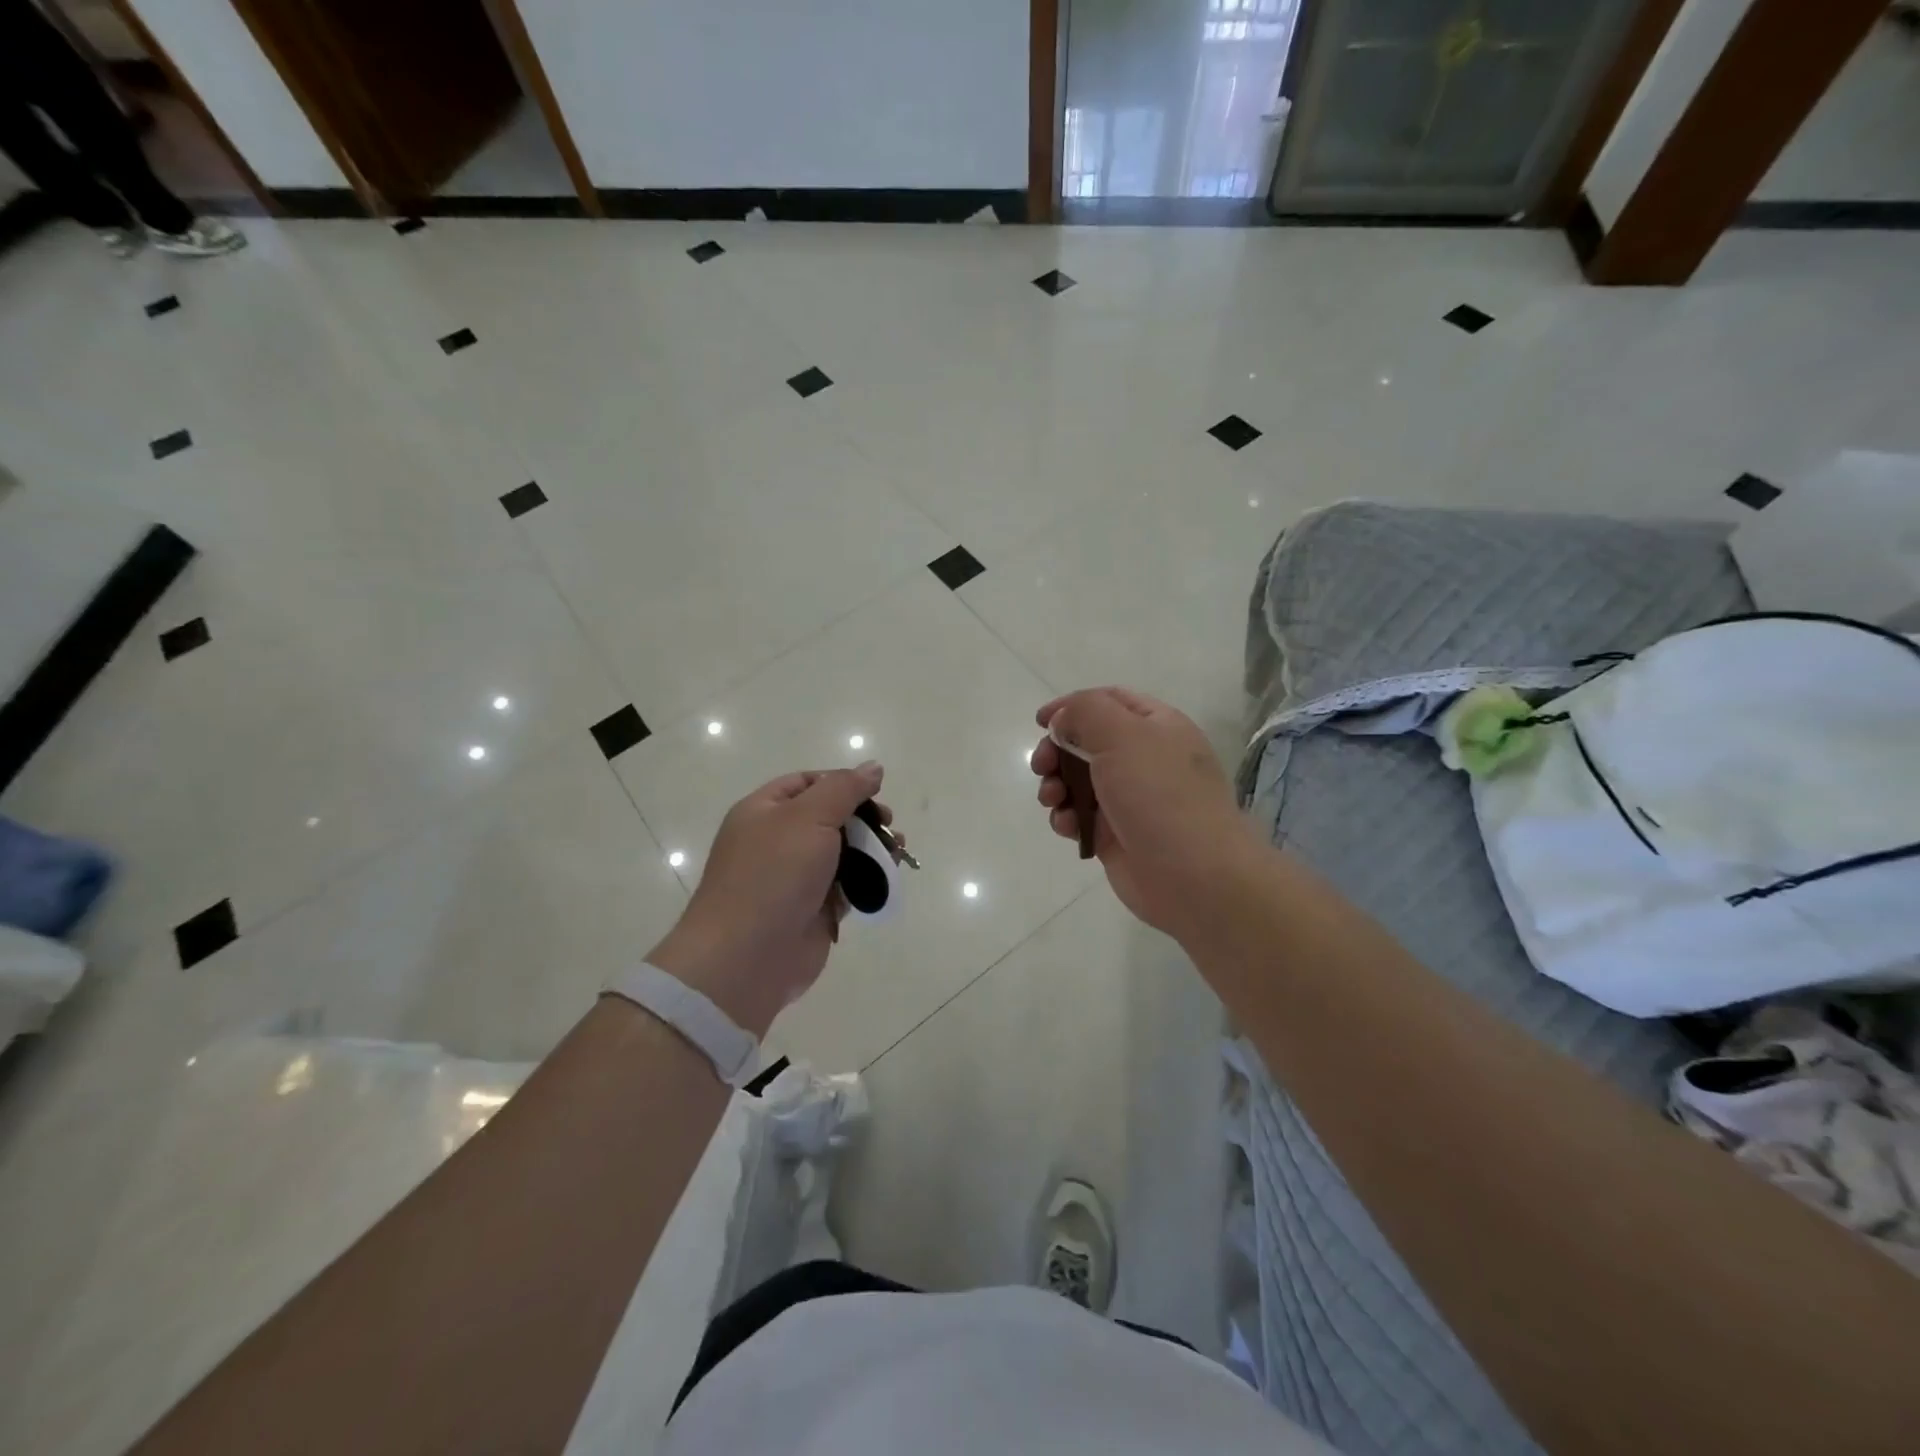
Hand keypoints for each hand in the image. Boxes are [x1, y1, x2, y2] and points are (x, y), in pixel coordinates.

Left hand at [647, 762, 887, 1034]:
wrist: (748, 956)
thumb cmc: (773, 875)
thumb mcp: (809, 817)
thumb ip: (845, 789)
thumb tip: (873, 767)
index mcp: (764, 811)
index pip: (807, 783)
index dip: (842, 782)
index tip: (875, 793)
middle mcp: (777, 841)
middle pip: (829, 817)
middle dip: (864, 818)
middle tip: (889, 826)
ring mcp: (795, 878)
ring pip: (842, 853)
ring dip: (872, 849)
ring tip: (897, 851)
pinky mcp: (813, 910)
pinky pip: (846, 886)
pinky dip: (868, 880)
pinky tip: (888, 878)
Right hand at [1031, 688, 1260, 942]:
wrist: (1194, 876)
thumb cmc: (1160, 795)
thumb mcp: (1123, 736)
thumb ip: (1086, 712)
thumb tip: (1064, 720)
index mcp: (1157, 726)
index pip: (1109, 700)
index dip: (1072, 706)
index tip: (1041, 721)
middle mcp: (1144, 758)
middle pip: (1087, 742)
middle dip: (1057, 751)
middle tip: (1042, 765)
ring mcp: (1130, 799)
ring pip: (1078, 782)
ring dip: (1056, 785)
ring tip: (1052, 799)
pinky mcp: (1116, 835)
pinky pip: (1081, 817)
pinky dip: (1066, 818)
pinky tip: (1066, 826)